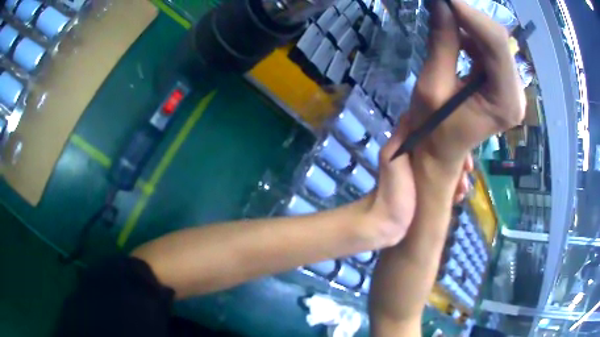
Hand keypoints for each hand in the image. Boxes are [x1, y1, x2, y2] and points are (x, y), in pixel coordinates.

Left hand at [366, 115, 473, 246]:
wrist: (385, 226)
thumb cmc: (390, 191)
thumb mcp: (392, 159)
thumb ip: (401, 135)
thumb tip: (414, 112)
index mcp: (411, 146)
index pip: (437, 134)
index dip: (452, 137)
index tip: (464, 150)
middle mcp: (420, 157)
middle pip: (447, 151)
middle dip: (460, 160)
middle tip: (468, 172)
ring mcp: (426, 175)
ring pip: (449, 168)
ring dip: (460, 176)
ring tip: (463, 190)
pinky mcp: (429, 191)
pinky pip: (447, 184)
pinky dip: (455, 188)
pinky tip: (459, 197)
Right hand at [409, 0, 524, 167]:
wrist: (441, 151)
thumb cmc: (434, 128)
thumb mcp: (433, 85)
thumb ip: (442, 43)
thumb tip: (441, 4)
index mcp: (504, 102)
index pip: (497, 45)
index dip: (471, 14)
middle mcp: (516, 93)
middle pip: (498, 41)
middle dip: (468, 17)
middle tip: (441, 5)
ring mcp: (513, 87)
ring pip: (494, 41)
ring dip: (469, 25)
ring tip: (444, 20)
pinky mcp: (504, 82)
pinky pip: (491, 48)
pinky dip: (472, 35)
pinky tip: (456, 37)